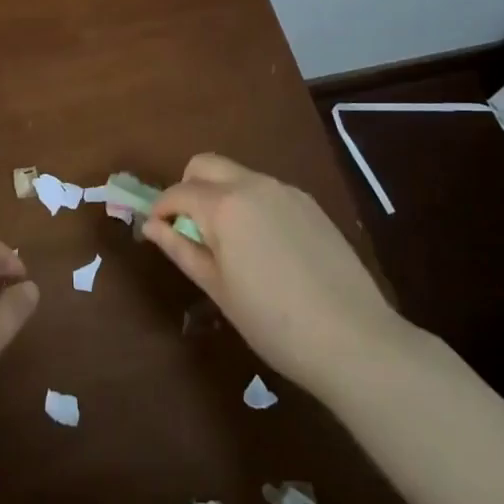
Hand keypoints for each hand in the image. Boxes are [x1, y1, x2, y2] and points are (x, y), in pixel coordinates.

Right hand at [143, 153, 415, 404]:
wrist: (353, 338)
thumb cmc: (272, 321)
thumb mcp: (217, 288)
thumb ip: (180, 248)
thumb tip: (150, 226)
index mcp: (223, 205)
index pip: (178, 192)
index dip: (160, 209)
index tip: (156, 231)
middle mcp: (253, 184)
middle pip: (205, 164)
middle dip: (188, 187)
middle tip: (189, 228)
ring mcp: (285, 191)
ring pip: (238, 175)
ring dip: (220, 194)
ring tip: (229, 243)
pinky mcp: (310, 204)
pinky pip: (266, 191)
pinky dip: (250, 204)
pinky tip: (265, 247)